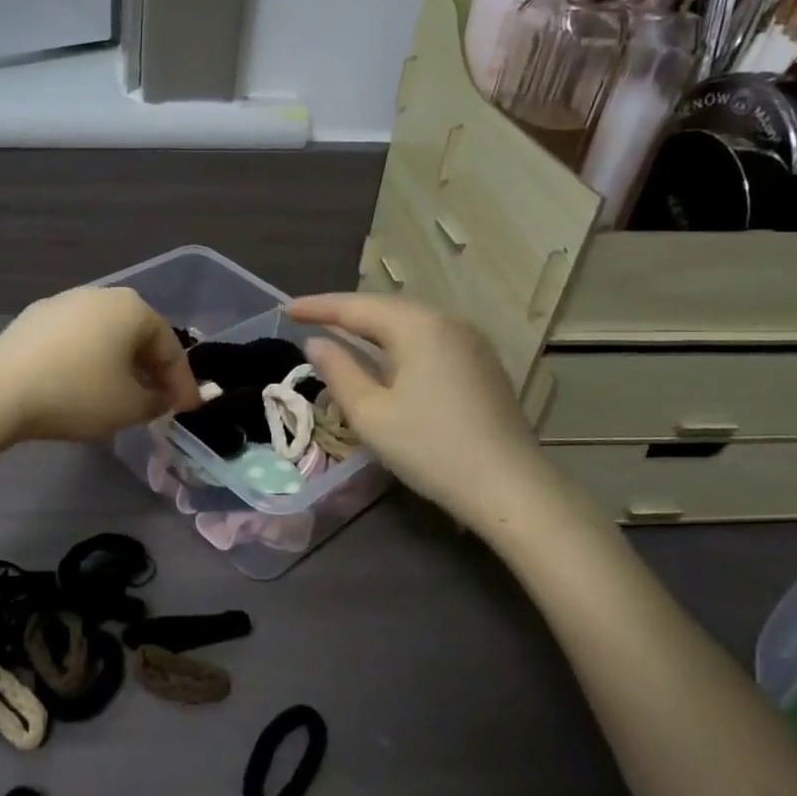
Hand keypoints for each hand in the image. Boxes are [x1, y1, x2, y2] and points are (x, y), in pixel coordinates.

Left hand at [0, 286, 200, 443]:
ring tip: (121, 397)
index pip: (170, 348)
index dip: (182, 384)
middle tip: (158, 403)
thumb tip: (160, 397)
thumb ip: (157, 401)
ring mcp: (63, 303)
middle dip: (151, 371)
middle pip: (137, 337)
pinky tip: (82, 387)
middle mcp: (100, 295)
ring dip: (119, 367)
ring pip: (105, 338)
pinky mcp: (33, 319)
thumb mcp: (130, 407)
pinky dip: (88, 363)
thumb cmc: (77, 394)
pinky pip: (75, 342)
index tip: (188, 411)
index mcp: (132, 308)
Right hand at [287, 292, 552, 518]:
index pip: (356, 307)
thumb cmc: (431, 449)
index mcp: (418, 327)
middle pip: (385, 308)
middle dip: (344, 312)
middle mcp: (447, 322)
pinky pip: (428, 339)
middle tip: (307, 317)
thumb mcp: (371, 414)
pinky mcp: (481, 364)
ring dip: (371, 326)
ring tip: (339, 331)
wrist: (510, 488)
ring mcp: (470, 342)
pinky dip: (397, 341)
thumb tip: (316, 343)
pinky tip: (383, 355)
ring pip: (409, 322)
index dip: (318, 307)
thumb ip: (339, 371)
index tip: (286, 309)